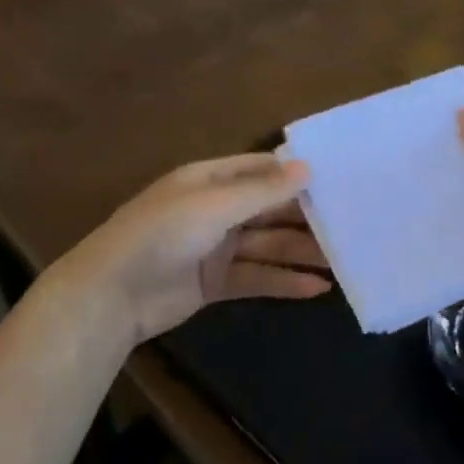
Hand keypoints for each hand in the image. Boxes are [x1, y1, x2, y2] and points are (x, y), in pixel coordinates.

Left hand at [56, 153, 331, 347]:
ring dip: (301, 252)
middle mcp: (215, 210)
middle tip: (351, 225)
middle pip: (268, 210)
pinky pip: (257, 277)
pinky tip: (316, 288)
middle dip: (305, 218)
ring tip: (344, 260)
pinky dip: (284, 282)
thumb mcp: (213, 206)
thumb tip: (307, 168)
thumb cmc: (160, 235)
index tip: (339, 179)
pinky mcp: (215, 283)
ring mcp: (215, 248)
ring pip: (267, 246)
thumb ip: (261, 191)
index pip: (261, 170)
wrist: (111, 295)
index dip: (296, 175)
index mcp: (209, 180)